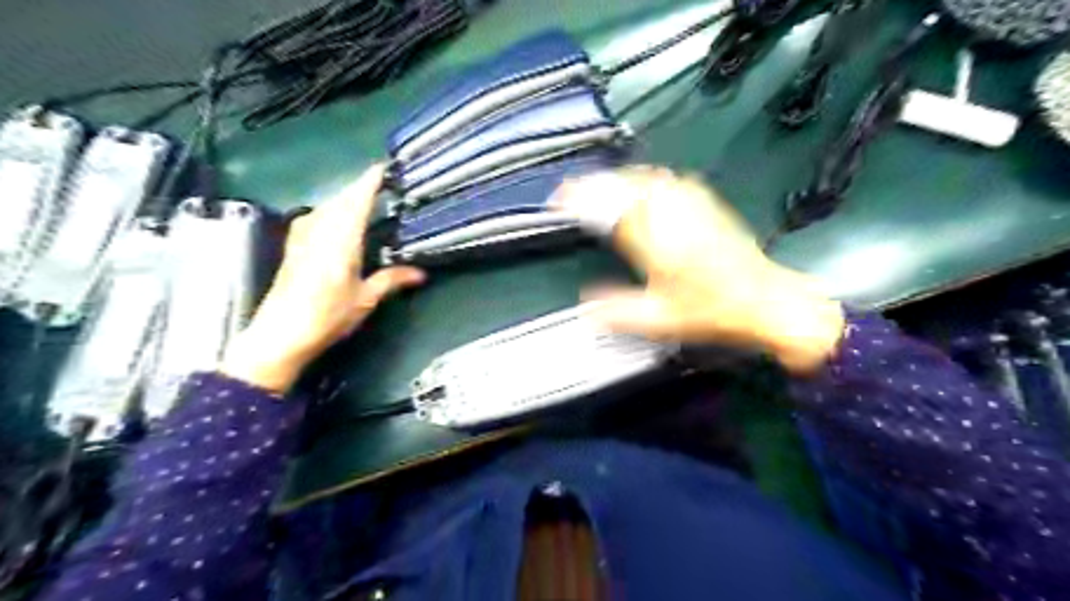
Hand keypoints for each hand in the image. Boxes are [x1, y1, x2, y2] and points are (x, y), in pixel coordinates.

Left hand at [222, 165, 425, 393]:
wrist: (280, 334)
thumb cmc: (327, 316)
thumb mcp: (365, 299)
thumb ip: (392, 280)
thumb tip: (421, 274)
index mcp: (341, 239)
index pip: (357, 200)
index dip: (371, 181)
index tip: (385, 167)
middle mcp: (320, 229)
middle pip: (341, 198)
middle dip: (360, 187)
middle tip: (382, 184)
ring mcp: (303, 235)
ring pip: (327, 205)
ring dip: (346, 198)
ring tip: (365, 198)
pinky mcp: (294, 244)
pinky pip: (317, 215)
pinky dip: (332, 209)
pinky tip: (337, 218)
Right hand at [551, 165, 845, 369]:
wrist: (766, 300)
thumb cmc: (713, 310)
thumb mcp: (659, 320)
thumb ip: (618, 312)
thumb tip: (587, 306)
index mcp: (655, 239)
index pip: (608, 207)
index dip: (579, 199)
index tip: (560, 199)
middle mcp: (672, 213)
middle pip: (624, 184)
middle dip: (594, 184)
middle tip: (574, 192)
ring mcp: (691, 204)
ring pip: (645, 178)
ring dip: (618, 179)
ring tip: (600, 187)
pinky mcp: (706, 204)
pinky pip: (668, 180)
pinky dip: (645, 180)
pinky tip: (642, 186)